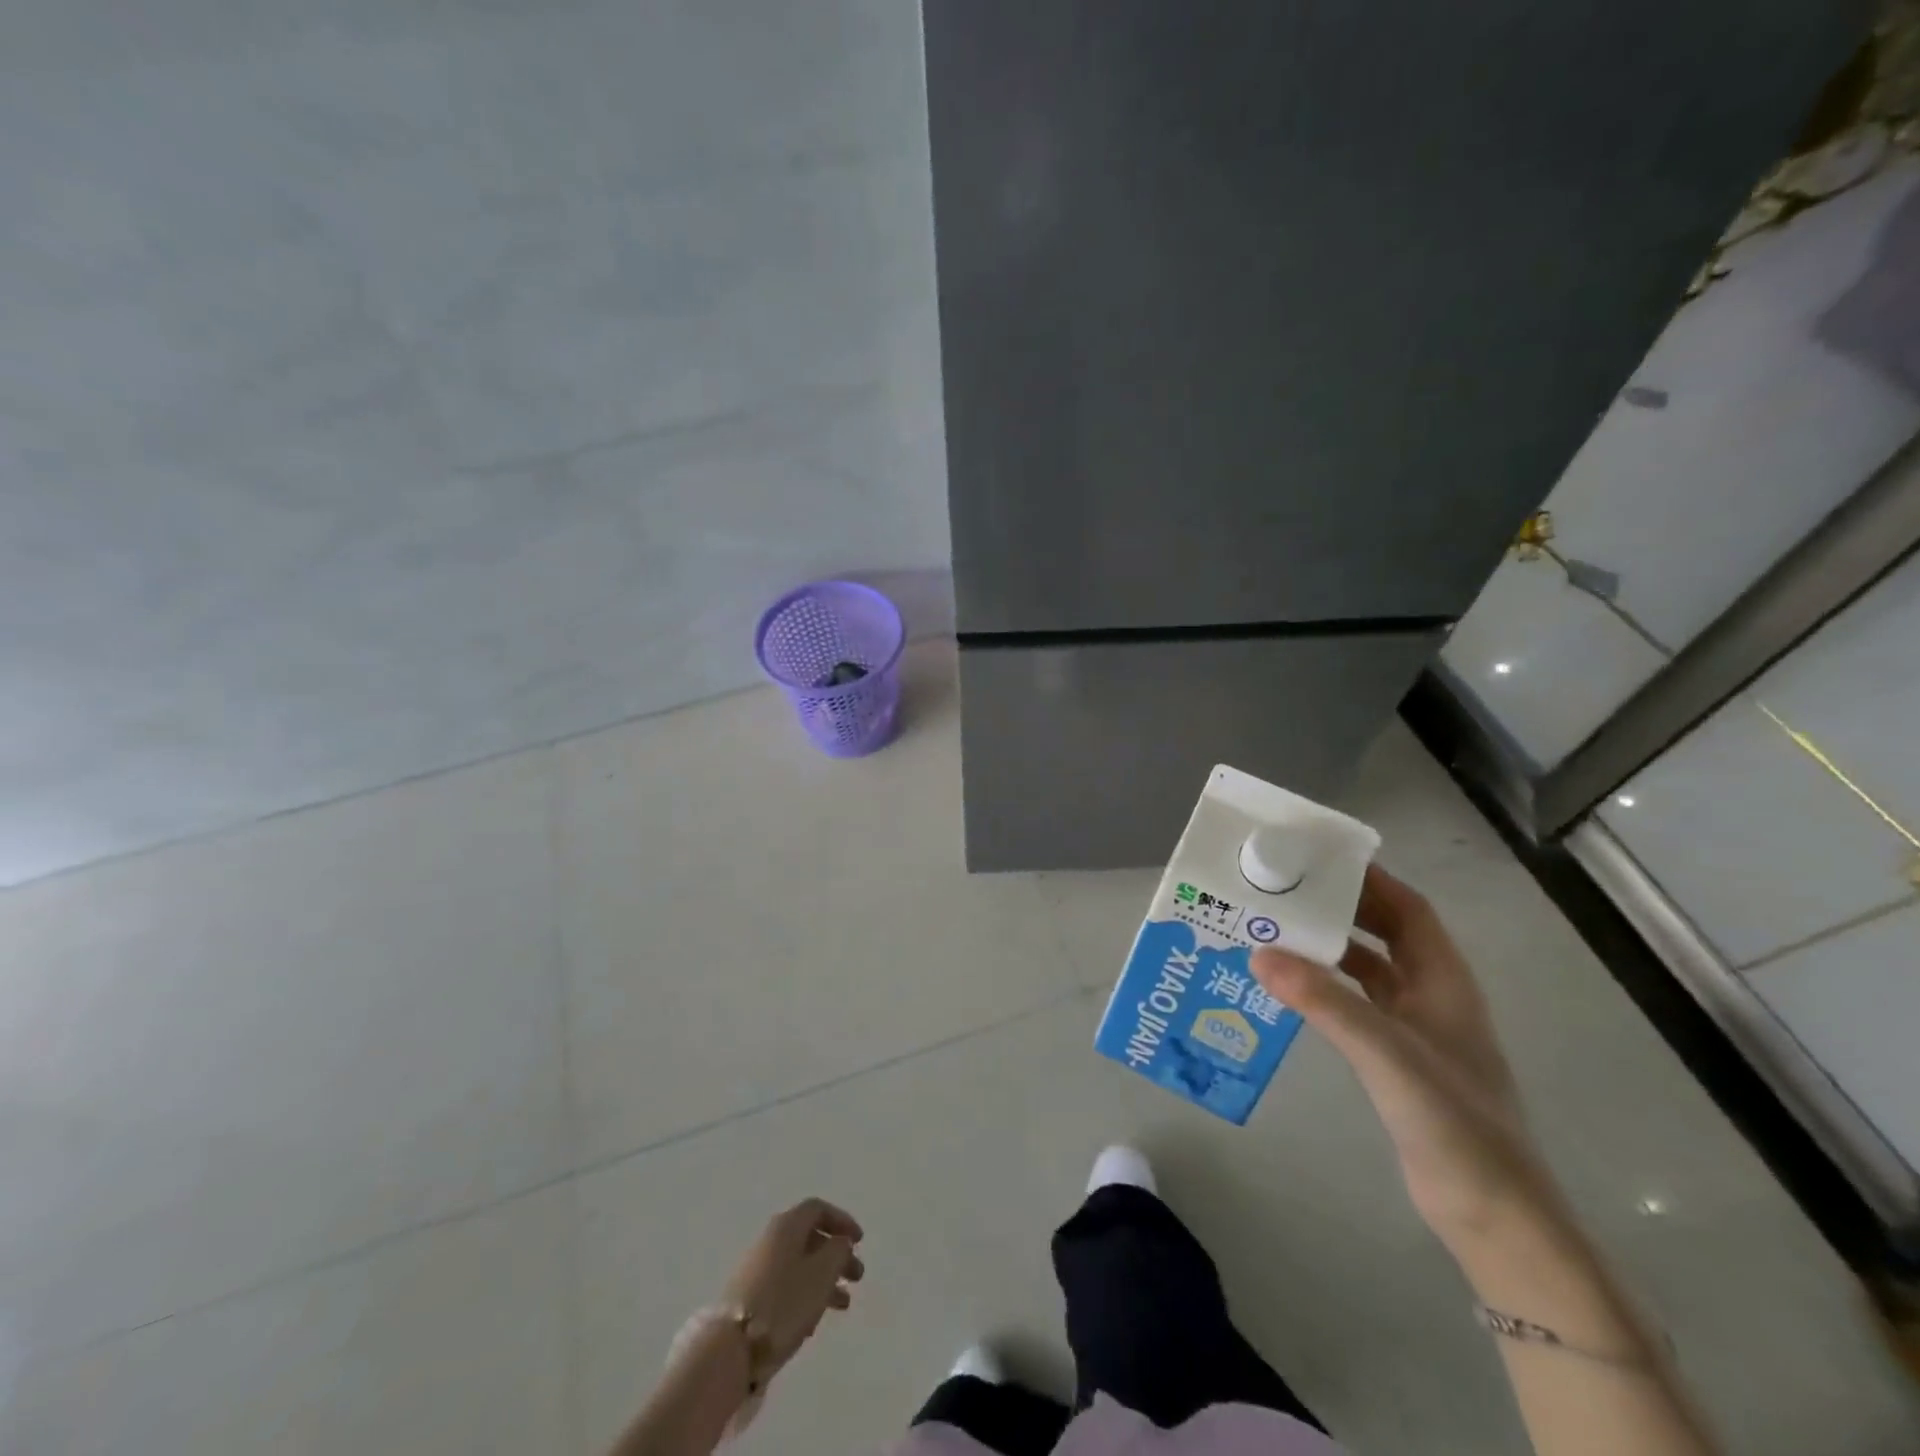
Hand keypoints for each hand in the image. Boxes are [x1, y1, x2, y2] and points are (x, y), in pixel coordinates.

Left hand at [722, 1199, 864, 1377]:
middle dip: (836, 1255)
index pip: (818, 1209)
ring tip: (843, 1305)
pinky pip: (785, 1285)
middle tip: (857, 1277)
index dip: (842, 1221)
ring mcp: (757, 1268)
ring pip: (799, 1264)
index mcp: (787, 1225)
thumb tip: (840, 1242)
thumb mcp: (822, 1272)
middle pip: (810, 1238)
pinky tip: (813, 1320)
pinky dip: (805, 1294)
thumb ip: (838, 1250)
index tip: (859, 1241)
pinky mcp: (749, 1297)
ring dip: (824, 1279)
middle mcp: (770, 1239)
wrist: (731, 1348)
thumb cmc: (784, 1302)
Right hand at [1252, 865, 1559, 1252]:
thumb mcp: (1386, 1054)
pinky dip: (1326, 989)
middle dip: (1340, 909)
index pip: (1409, 911)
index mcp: (1443, 982)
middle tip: (1284, 892)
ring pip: (1368, 970)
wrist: (1494, 1215)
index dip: (1370, 880)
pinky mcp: (1398, 1060)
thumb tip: (1260, 953)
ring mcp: (1416, 1030)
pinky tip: (1291, 990)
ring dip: (1329, 949)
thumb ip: (1325, 1002)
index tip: (1319, 860)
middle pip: (1386, 934)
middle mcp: (1432, 997)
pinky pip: (1356, 1005)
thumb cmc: (1453, 1123)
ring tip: (1276, 931)